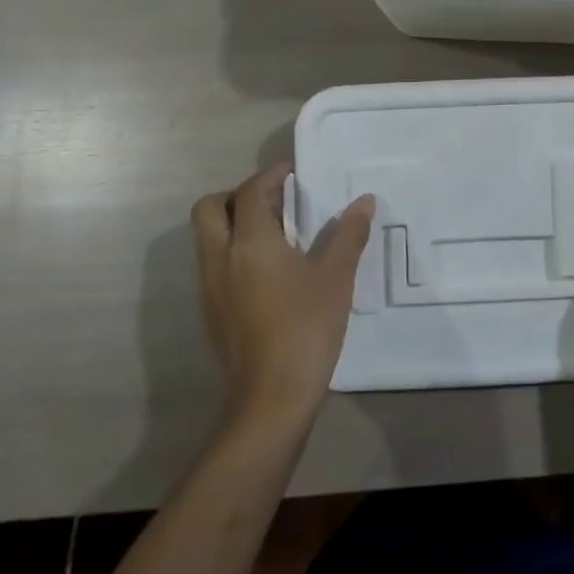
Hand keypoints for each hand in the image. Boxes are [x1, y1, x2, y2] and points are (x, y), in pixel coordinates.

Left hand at [190, 163, 373, 432]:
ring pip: (209, 238)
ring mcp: (210, 289)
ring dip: (236, 224)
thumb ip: (349, 234)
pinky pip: (215, 265)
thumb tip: (364, 202)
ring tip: (279, 234)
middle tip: (276, 201)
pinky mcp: (212, 314)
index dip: (271, 176)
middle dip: (238, 195)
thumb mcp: (336, 277)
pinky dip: (235, 252)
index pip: (250, 192)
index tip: (294, 172)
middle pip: (210, 209)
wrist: (271, 401)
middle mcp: (220, 259)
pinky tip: (272, 270)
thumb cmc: (306, 329)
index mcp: (249, 243)